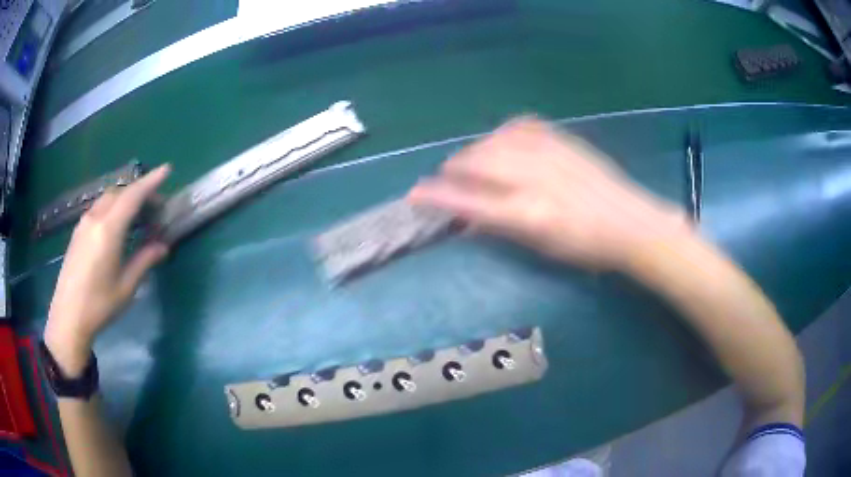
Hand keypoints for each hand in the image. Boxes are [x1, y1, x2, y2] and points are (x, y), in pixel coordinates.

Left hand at [44, 165, 170, 375]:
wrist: (68, 317)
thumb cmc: (99, 304)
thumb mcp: (126, 286)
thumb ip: (144, 261)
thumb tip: (163, 246)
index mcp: (109, 230)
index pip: (133, 196)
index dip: (151, 181)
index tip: (167, 170)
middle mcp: (95, 219)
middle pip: (120, 193)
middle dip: (139, 193)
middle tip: (155, 207)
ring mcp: (84, 224)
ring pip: (108, 199)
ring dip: (124, 199)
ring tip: (137, 215)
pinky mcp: (77, 233)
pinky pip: (98, 209)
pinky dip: (112, 207)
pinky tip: (116, 225)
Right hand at [408, 118, 688, 269]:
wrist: (630, 221)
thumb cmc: (586, 247)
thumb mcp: (541, 247)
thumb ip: (501, 227)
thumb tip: (467, 216)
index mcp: (530, 214)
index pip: (470, 201)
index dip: (438, 196)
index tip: (415, 193)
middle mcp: (536, 177)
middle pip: (478, 162)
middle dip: (454, 168)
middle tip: (447, 177)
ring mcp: (550, 152)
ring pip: (495, 140)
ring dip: (475, 151)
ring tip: (473, 162)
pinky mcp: (561, 138)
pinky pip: (519, 125)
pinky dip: (502, 133)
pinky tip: (502, 142)